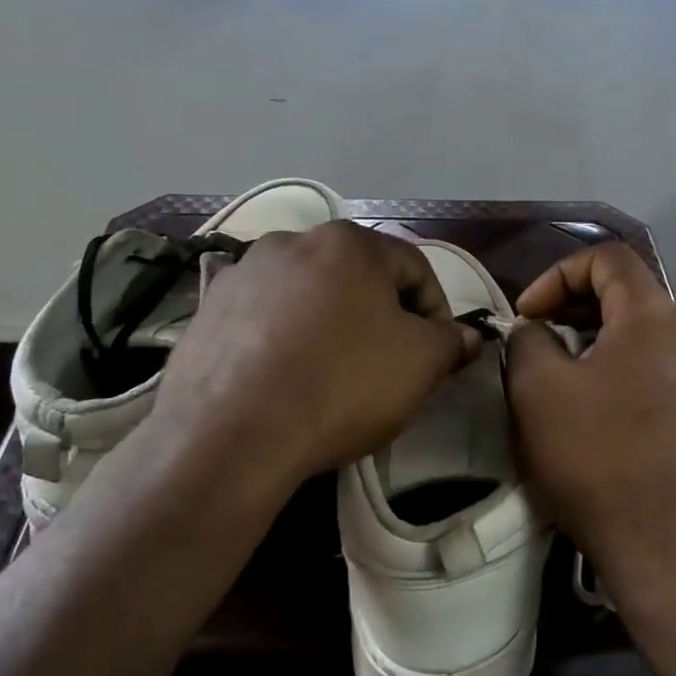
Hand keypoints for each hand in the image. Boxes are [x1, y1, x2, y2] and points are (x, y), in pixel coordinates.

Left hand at [148, 221, 481, 491]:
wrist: (230, 435)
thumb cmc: (340, 384)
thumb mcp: (420, 364)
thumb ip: (451, 341)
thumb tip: (466, 336)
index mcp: (349, 242)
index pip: (415, 268)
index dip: (437, 311)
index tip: (439, 353)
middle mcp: (293, 240)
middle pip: (358, 277)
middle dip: (382, 316)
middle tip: (389, 364)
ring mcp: (244, 272)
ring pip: (309, 294)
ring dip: (331, 324)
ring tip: (332, 373)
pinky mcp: (208, 309)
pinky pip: (265, 317)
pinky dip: (284, 338)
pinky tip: (284, 378)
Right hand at [504, 243, 675, 600]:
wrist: (668, 551)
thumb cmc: (597, 460)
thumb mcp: (537, 391)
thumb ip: (528, 339)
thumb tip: (536, 330)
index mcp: (656, 317)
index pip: (608, 258)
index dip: (558, 274)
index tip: (528, 314)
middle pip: (630, 293)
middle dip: (575, 306)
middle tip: (538, 338)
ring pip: (645, 331)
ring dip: (598, 337)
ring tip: (563, 372)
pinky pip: (660, 364)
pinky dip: (624, 365)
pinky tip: (599, 405)